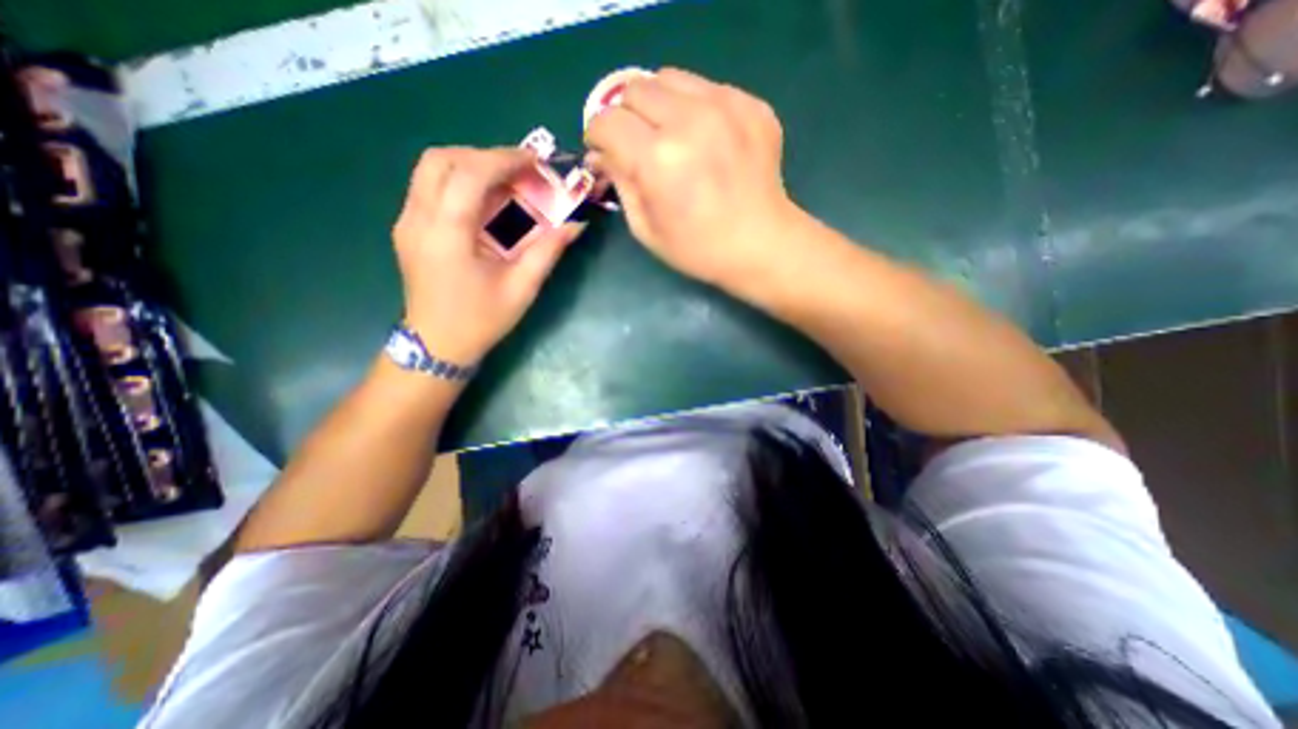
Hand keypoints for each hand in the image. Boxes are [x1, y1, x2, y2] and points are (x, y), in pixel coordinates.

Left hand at [389, 145, 582, 366]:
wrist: (437, 345)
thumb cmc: (481, 321)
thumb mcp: (521, 288)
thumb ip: (548, 251)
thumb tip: (576, 225)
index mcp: (447, 234)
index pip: (469, 174)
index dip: (504, 159)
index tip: (535, 162)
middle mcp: (418, 219)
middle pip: (441, 159)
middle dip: (484, 156)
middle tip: (519, 171)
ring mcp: (407, 221)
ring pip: (431, 169)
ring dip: (470, 165)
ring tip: (505, 183)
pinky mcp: (407, 228)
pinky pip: (429, 187)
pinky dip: (459, 181)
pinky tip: (484, 202)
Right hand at [584, 66, 795, 287]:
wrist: (761, 245)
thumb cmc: (699, 249)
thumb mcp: (646, 229)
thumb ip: (620, 184)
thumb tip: (602, 155)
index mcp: (658, 159)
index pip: (607, 121)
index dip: (598, 136)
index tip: (605, 151)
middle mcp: (689, 121)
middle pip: (635, 89)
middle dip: (626, 117)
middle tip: (638, 144)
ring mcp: (725, 106)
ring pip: (670, 78)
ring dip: (659, 105)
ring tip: (671, 137)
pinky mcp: (751, 104)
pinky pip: (707, 88)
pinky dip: (695, 109)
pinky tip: (706, 141)